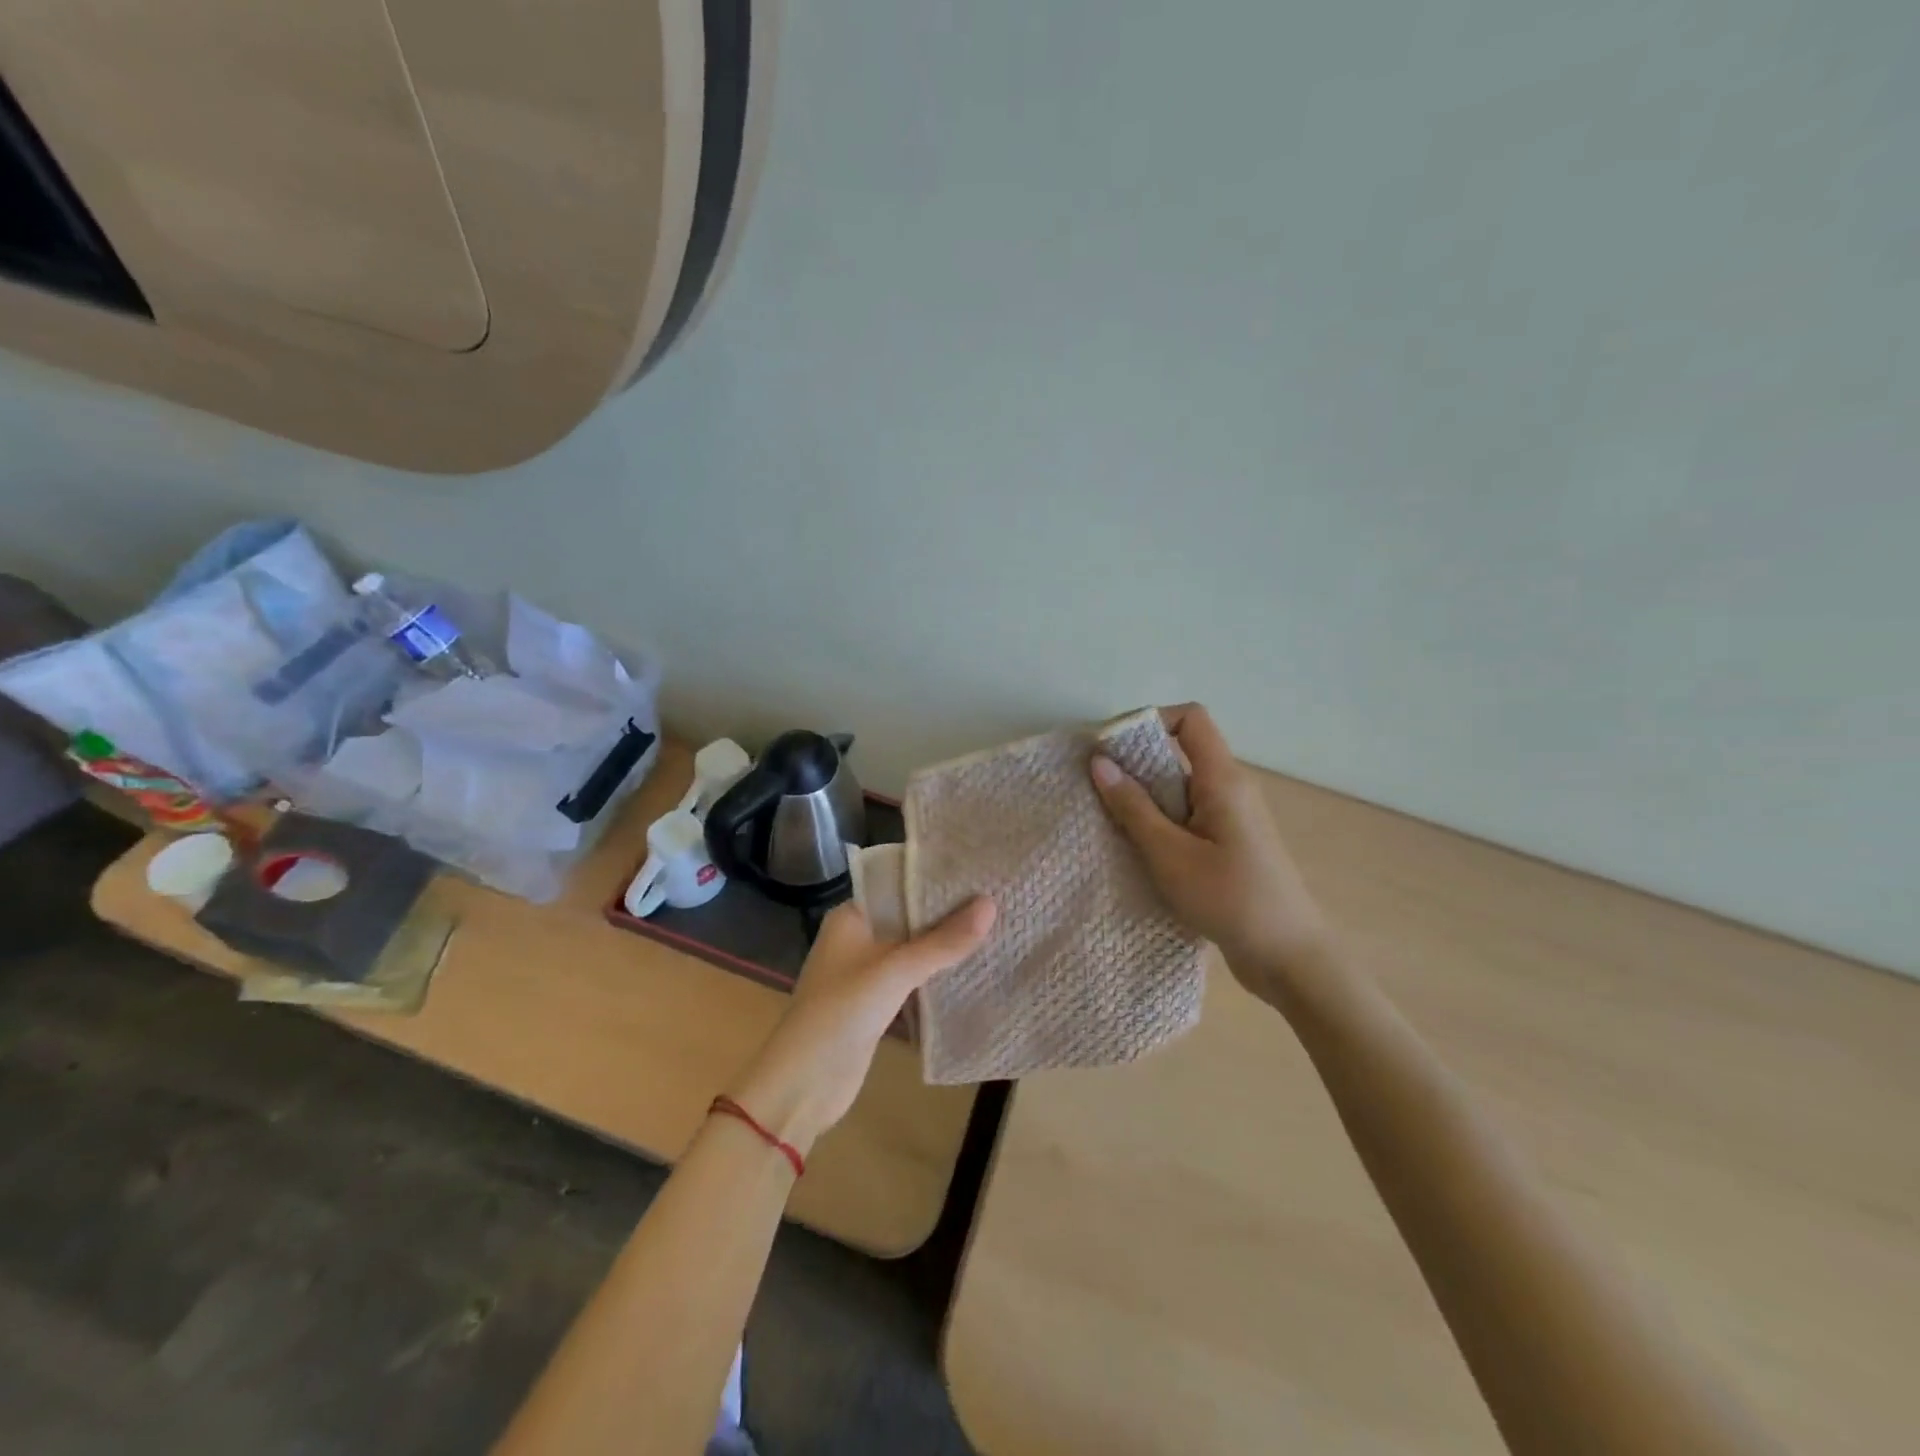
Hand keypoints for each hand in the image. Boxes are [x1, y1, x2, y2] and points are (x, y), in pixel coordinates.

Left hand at [724, 897, 995, 1154]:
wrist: (803, 1085)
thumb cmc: (840, 1012)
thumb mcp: (894, 971)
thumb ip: (943, 941)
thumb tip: (991, 904)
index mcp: (851, 916)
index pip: (899, 885)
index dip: (936, 879)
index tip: (979, 871)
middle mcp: (858, 937)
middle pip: (909, 917)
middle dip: (947, 912)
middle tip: (998, 897)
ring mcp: (867, 972)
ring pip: (914, 948)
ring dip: (945, 944)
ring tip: (995, 926)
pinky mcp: (877, 1003)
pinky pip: (914, 978)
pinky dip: (937, 973)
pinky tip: (973, 967)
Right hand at [1091, 704, 1335, 1006]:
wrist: (1289, 958)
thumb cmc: (1229, 900)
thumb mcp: (1169, 854)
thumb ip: (1133, 807)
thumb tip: (1100, 762)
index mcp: (1223, 779)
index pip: (1190, 718)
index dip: (1149, 720)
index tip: (1110, 749)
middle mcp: (1232, 788)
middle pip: (1180, 752)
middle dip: (1136, 764)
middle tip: (1098, 790)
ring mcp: (1233, 817)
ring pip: (1181, 788)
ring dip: (1145, 798)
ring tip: (1110, 823)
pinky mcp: (1230, 843)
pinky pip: (1188, 815)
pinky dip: (1160, 822)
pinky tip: (1138, 849)